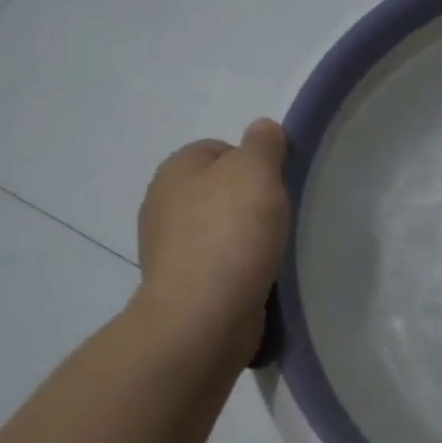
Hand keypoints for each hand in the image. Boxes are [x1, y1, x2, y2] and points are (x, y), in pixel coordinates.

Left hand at [133, 119, 289, 362]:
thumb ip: (263, 144)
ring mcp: (167, 247)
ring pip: (217, 227)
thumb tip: (262, 128)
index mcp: (176, 169)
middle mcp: (162, 203)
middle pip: (218, 189)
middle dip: (248, 201)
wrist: (203, 314)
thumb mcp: (257, 172)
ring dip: (243, 236)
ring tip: (272, 250)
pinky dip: (237, 266)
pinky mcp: (182, 284)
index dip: (253, 163)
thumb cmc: (231, 234)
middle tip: (278, 217)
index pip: (219, 149)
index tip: (277, 186)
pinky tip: (257, 276)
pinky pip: (216, 263)